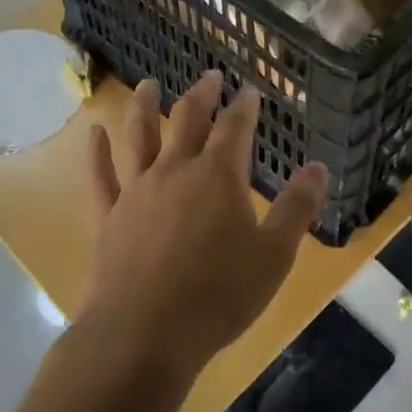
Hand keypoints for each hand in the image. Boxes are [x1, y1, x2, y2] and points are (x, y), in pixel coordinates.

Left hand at [77, 71, 327, 386]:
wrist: (144, 335)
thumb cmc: (218, 296)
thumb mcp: (274, 255)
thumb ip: (297, 208)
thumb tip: (318, 167)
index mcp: (218, 176)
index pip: (235, 127)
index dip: (245, 106)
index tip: (250, 90)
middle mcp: (175, 170)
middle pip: (188, 120)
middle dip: (202, 95)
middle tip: (210, 76)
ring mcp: (137, 190)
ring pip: (139, 136)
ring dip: (145, 107)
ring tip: (149, 85)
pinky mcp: (108, 216)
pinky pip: (100, 175)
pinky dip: (96, 152)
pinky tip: (93, 132)